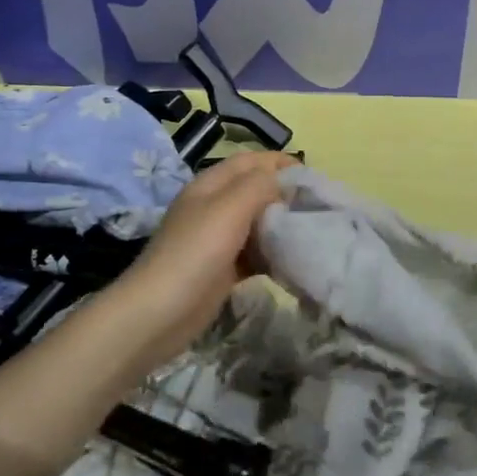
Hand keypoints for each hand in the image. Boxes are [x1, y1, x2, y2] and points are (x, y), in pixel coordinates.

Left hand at [111, 151, 295, 370]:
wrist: (158, 314)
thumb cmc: (195, 252)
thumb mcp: (229, 207)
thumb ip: (259, 185)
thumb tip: (284, 178)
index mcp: (211, 185)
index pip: (251, 161)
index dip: (280, 162)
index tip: (312, 176)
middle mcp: (214, 207)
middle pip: (256, 190)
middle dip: (286, 193)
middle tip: (317, 205)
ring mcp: (217, 239)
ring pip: (258, 223)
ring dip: (282, 224)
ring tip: (313, 230)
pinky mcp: (223, 269)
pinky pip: (255, 253)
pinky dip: (274, 253)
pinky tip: (294, 261)